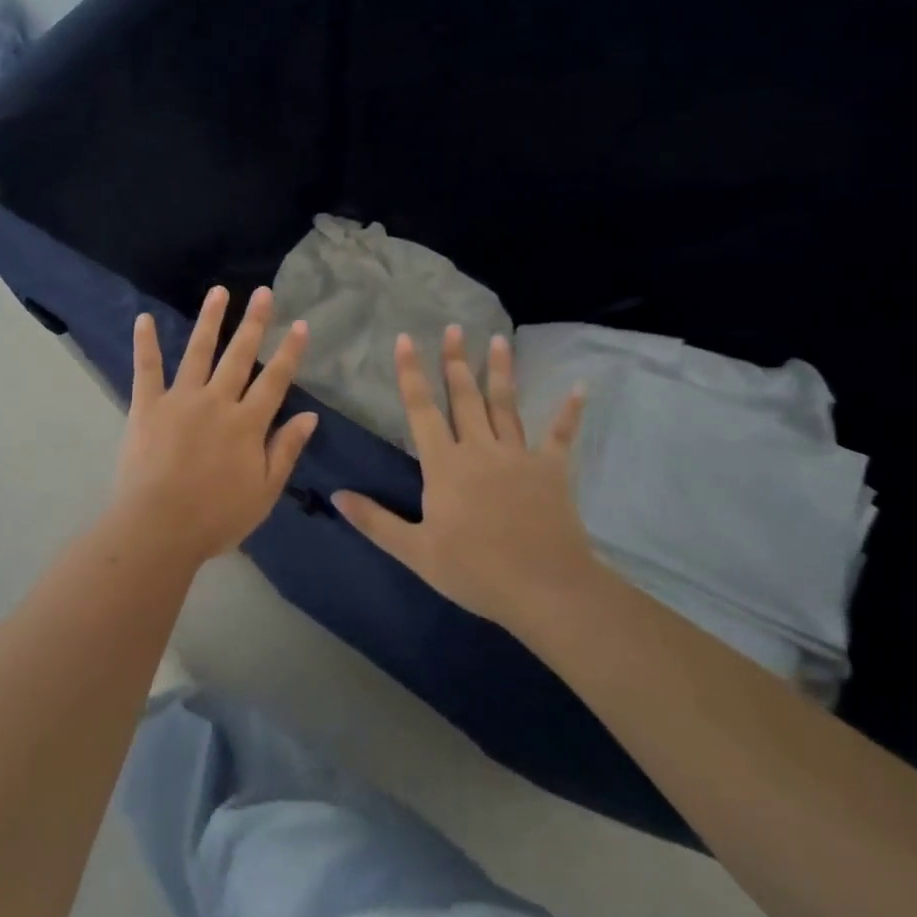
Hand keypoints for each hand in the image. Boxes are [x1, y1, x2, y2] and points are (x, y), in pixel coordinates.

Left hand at [110, 286, 319, 565]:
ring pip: (198, 352)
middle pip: (239, 356)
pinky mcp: (147, 406)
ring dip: (209, 320)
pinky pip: (146, 370)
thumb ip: (285, 450)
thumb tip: (310, 415)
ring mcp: (180, 399)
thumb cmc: (216, 517)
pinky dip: (145, 344)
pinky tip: (143, 318)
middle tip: (263, 292)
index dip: (289, 352)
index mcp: (247, 423)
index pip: (275, 380)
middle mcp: (217, 401)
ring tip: (218, 292)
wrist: (159, 527)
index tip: (300, 324)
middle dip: (254, 322)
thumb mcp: (264, 492)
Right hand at [333, 327, 598, 630]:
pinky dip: (569, 411)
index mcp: (445, 464)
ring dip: (500, 371)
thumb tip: (336, 495)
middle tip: (454, 327)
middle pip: (465, 396)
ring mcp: (518, 456)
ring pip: (506, 405)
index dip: (411, 373)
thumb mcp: (415, 551)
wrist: (545, 589)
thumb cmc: (475, 570)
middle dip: (456, 360)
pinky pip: (560, 435)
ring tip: (498, 339)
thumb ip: (375, 521)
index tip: (405, 339)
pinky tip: (580, 387)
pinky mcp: (551, 470)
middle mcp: (479, 449)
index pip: (422, 409)